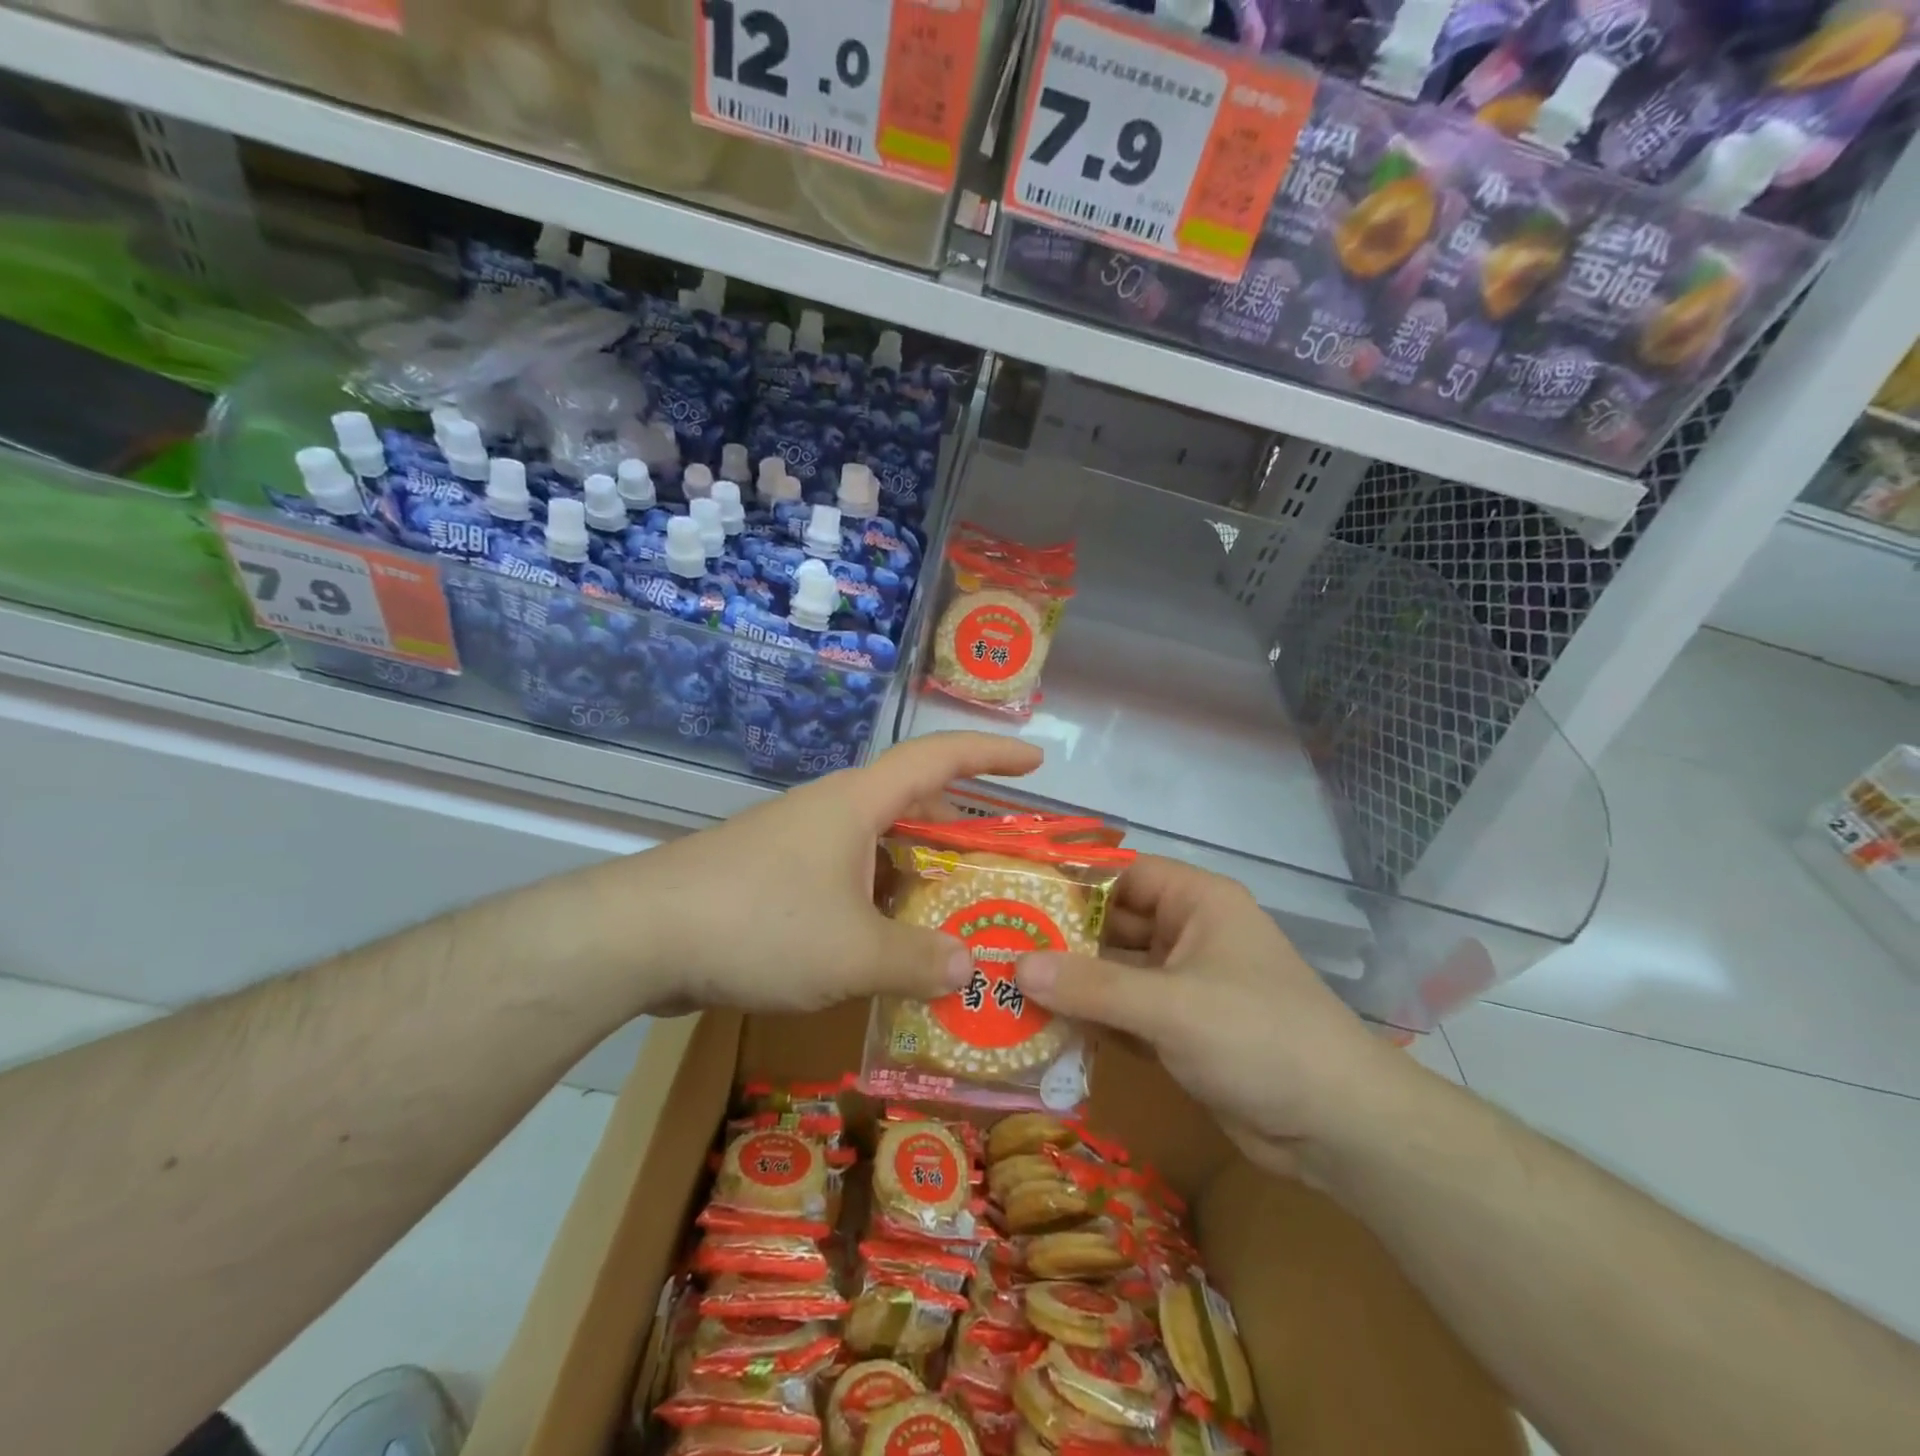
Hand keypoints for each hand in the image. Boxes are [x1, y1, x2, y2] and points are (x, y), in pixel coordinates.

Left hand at [619, 732, 1043, 1016]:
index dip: (991, 755)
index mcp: (858, 804)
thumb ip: (918, 961)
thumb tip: (969, 967)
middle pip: (910, 805)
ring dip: (915, 877)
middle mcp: (830, 813)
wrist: (639, 936)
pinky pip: (843, 879)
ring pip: (875, 848)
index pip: (938, 758)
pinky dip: (876, 903)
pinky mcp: (770, 878)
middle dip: (959, 832)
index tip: (1035, 762)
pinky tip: (884, 948)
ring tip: (952, 918)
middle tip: (998, 868)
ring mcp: (796, 844)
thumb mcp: (852, 953)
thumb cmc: (759, 925)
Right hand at [1014, 856, 1417, 1182]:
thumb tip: (1014, 965)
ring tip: (1001, 986)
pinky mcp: (1178, 1032)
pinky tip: (1039, 1028)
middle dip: (1058, 938)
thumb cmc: (1258, 1037)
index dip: (1068, 882)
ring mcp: (1182, 986)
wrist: (1337, 1127)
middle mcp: (1186, 935)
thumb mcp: (1171, 1006)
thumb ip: (1092, 987)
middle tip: (993, 946)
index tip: (1011, 894)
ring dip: (1068, 984)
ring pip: (1113, 974)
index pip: (1121, 874)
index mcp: (1195, 903)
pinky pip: (1122, 1014)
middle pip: (1111, 925)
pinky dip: (1089, 1020)